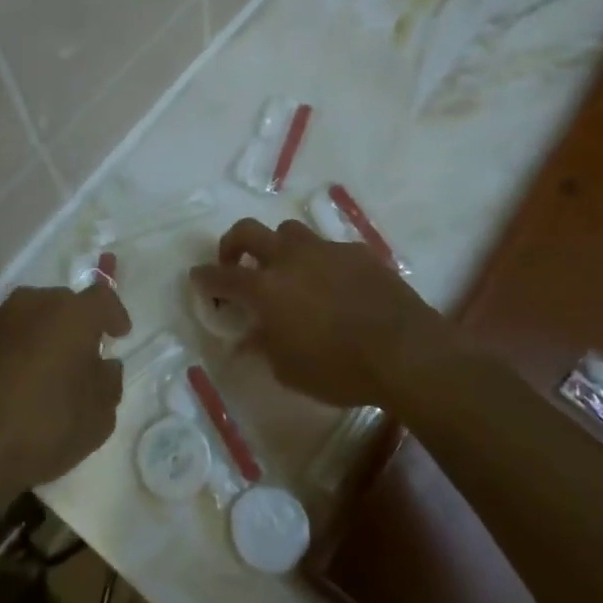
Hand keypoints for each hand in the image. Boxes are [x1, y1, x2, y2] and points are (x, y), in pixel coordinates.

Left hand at [0, 285, 130, 517]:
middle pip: (61, 304)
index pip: (102, 297)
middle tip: (81, 357)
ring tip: (42, 374)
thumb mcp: (98, 418)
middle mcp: (31, 304)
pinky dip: (8, 354)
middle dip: (74, 325)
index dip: (114, 313)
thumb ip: (109, 383)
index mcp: (71, 314)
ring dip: (38, 338)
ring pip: (26, 319)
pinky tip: (7, 387)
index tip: (119, 334)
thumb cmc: (42, 428)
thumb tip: (104, 366)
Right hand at [191, 219, 450, 408]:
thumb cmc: (339, 369)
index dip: (205, 277)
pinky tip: (333, 286)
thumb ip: (264, 347)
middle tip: (234, 263)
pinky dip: (320, 262)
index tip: (198, 278)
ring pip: (289, 232)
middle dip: (232, 243)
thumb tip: (249, 337)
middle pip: (248, 231)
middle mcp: (290, 259)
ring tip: (287, 272)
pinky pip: (328, 248)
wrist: (404, 351)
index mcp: (266, 288)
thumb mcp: (289, 371)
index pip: (222, 276)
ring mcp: (325, 250)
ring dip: (279, 248)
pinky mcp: (357, 252)